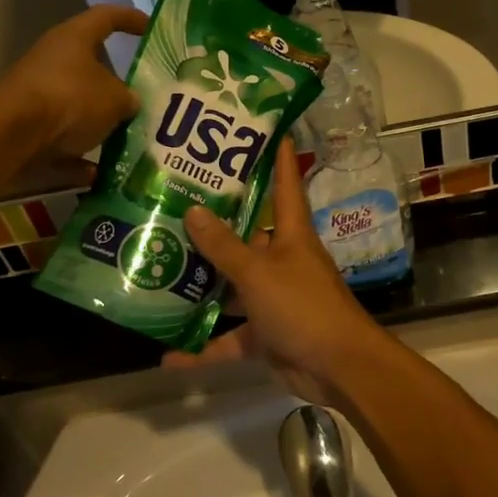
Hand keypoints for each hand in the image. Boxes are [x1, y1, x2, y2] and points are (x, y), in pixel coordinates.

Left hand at [0, 6, 149, 165]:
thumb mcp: (115, 99)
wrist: (12, 135)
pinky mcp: (26, 124)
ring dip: (99, 121)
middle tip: (142, 97)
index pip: (107, 17)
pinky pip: (60, 138)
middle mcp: (52, 60)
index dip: (130, 19)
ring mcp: (36, 93)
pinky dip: (78, 155)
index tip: (149, 27)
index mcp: (74, 39)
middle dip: (115, 84)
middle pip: (90, 65)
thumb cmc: (70, 99)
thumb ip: (128, 98)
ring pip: (76, 104)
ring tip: (126, 137)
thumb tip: (129, 102)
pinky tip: (97, 173)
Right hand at [165, 141, 389, 407]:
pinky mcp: (266, 334)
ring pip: (232, 287)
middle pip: (247, 237)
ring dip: (202, 286)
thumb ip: (224, 246)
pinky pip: (229, 338)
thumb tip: (193, 211)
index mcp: (292, 235)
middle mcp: (283, 261)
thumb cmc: (303, 306)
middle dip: (215, 226)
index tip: (268, 130)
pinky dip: (202, 348)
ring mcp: (274, 298)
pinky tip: (167, 355)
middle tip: (174, 204)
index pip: (286, 185)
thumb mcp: (258, 272)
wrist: (338, 367)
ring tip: (159, 269)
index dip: (279, 157)